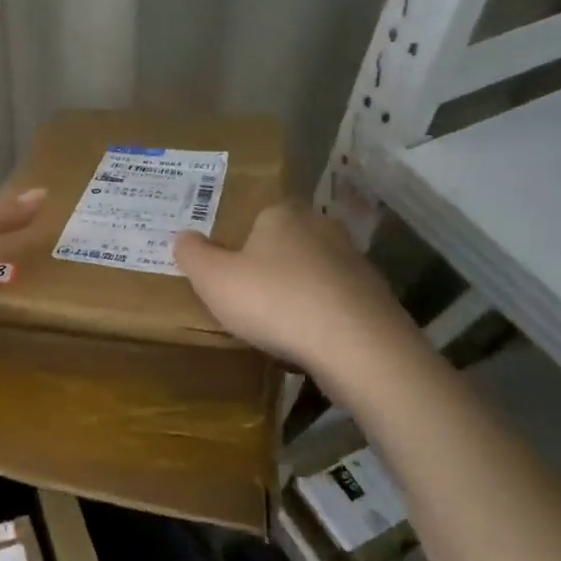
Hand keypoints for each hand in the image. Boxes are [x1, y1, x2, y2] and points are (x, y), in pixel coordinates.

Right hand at [173, 201, 427, 391]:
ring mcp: (355, 262)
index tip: (227, 270)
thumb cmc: (274, 301)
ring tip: (277, 325)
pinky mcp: (376, 298)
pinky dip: (322, 317)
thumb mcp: (213, 278)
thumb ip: (192, 254)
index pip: (256, 216)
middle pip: (286, 244)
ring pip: (313, 274)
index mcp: (282, 214)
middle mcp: (322, 228)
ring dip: (297, 293)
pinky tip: (309, 341)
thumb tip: (184, 236)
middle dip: (269, 266)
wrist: (357, 346)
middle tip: (247, 296)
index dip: (239, 242)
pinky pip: (336, 303)